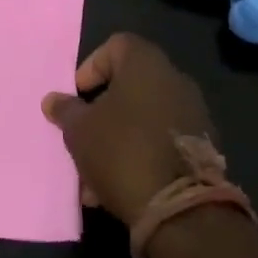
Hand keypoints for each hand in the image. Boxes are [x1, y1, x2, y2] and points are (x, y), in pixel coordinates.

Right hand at [41, 34, 218, 227]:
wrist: (181, 211)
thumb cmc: (122, 151)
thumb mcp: (79, 130)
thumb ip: (65, 110)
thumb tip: (54, 100)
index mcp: (146, 63)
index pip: (114, 46)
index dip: (91, 68)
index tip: (77, 97)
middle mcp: (174, 80)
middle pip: (128, 86)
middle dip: (102, 112)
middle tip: (83, 137)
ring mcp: (194, 115)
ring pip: (143, 119)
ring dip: (118, 140)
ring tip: (94, 177)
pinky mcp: (203, 149)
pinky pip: (161, 143)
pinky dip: (140, 157)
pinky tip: (119, 189)